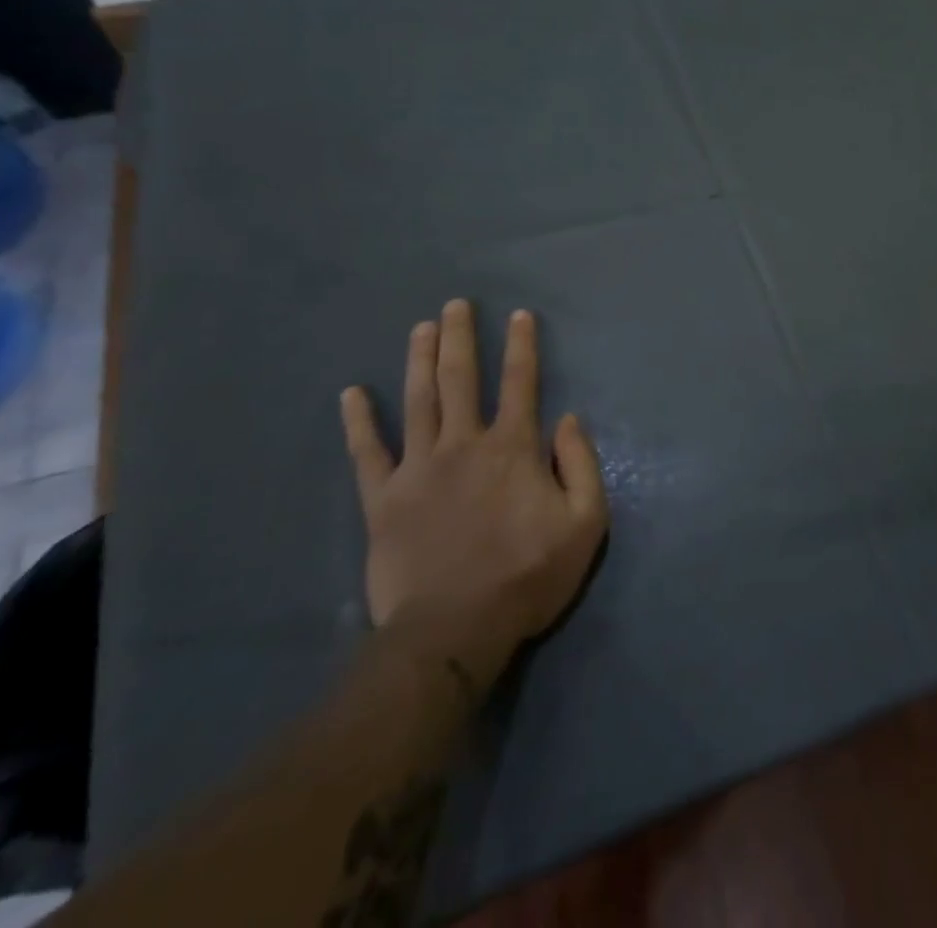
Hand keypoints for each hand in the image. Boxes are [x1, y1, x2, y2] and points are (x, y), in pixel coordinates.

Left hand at [341, 301, 607, 690]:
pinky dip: (359, 422)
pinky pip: (367, 453)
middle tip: (456, 304)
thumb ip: (582, 465)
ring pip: (418, 401)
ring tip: (421, 328)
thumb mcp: (585, 523)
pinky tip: (351, 393)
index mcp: (513, 448)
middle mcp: (464, 444)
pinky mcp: (382, 500)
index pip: (521, 383)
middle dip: (460, 338)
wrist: (454, 632)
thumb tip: (568, 420)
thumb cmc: (528, 575)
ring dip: (420, 360)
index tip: (519, 315)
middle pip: (462, 379)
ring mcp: (418, 469)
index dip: (522, 346)